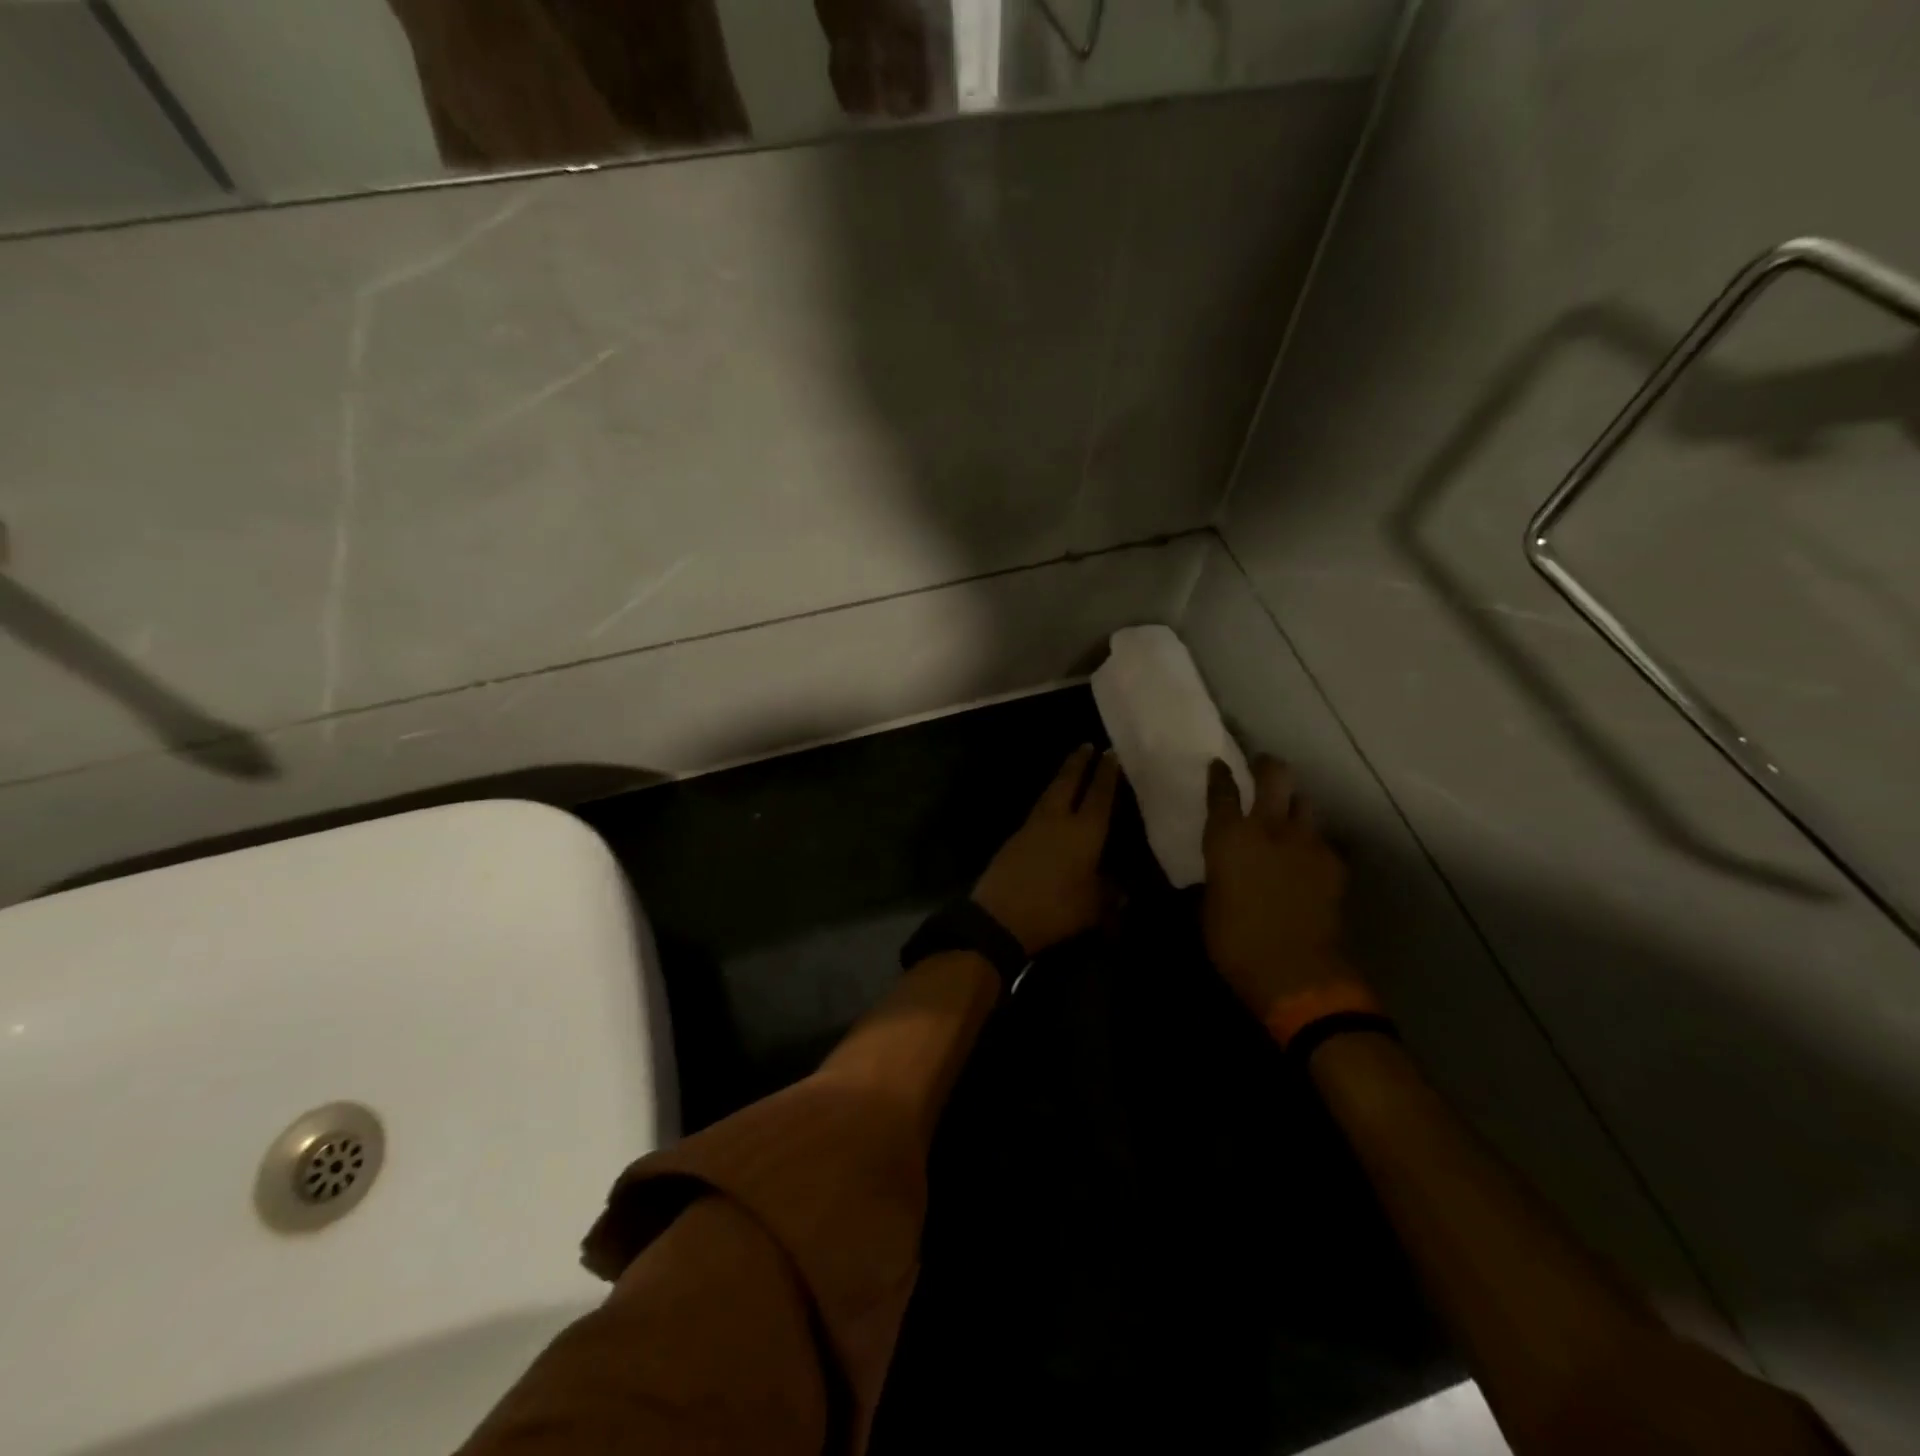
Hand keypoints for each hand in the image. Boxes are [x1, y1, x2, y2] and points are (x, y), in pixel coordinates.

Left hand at [972, 745, 1119, 956]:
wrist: (1000, 916)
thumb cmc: (1055, 910)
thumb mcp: (1093, 908)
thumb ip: (1109, 894)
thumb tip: (1122, 890)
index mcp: (1084, 832)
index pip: (1099, 795)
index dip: (1106, 774)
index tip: (1111, 753)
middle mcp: (1058, 820)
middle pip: (1068, 783)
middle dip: (1078, 763)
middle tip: (1086, 745)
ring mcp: (1032, 827)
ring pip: (1050, 794)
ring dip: (1061, 778)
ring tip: (1070, 770)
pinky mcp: (1014, 839)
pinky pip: (1037, 811)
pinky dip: (1048, 801)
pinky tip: (1051, 807)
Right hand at [1202, 755, 1357, 1020]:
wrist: (1295, 970)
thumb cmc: (1234, 941)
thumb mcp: (1210, 902)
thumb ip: (1219, 871)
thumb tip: (1224, 866)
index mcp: (1228, 837)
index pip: (1222, 790)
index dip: (1220, 774)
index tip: (1219, 764)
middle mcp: (1268, 828)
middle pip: (1274, 775)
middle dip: (1267, 765)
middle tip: (1262, 766)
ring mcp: (1306, 842)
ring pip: (1305, 802)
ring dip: (1294, 803)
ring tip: (1288, 814)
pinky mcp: (1334, 863)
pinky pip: (1322, 841)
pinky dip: (1312, 844)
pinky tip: (1307, 859)